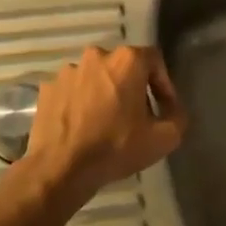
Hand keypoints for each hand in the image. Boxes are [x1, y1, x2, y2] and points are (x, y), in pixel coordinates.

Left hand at [24, 44, 188, 196]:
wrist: (60, 169)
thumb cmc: (116, 147)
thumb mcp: (164, 138)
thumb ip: (178, 116)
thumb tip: (173, 109)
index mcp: (126, 60)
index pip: (154, 59)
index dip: (163, 83)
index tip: (164, 107)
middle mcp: (96, 56)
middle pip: (123, 67)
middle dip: (133, 87)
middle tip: (137, 116)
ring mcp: (68, 71)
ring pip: (96, 78)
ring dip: (105, 94)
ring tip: (107, 122)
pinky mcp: (48, 88)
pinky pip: (73, 91)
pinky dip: (81, 103)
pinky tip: (83, 126)